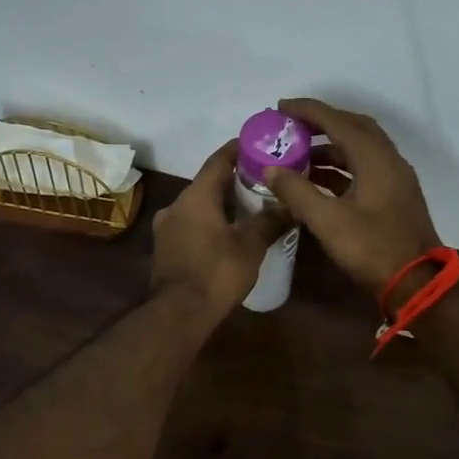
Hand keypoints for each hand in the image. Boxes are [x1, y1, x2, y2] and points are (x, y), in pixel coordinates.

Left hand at [150, 141, 286, 319]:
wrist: (178, 313)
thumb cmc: (216, 272)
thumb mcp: (251, 245)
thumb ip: (270, 221)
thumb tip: (292, 205)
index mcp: (196, 196)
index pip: (218, 160)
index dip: (238, 150)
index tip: (258, 145)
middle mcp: (176, 205)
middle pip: (208, 183)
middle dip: (234, 180)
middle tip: (262, 180)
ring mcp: (167, 228)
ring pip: (198, 205)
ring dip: (221, 204)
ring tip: (250, 207)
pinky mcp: (166, 248)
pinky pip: (191, 224)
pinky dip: (210, 222)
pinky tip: (228, 233)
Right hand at [261, 98, 442, 304]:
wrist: (417, 283)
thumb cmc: (372, 249)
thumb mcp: (328, 221)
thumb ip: (297, 192)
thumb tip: (271, 169)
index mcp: (375, 158)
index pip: (338, 121)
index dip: (308, 111)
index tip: (281, 107)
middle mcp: (389, 160)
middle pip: (353, 127)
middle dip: (321, 122)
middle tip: (291, 125)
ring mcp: (395, 177)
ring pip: (360, 148)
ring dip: (331, 146)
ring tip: (299, 153)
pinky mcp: (395, 194)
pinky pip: (365, 166)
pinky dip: (341, 166)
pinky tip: (318, 179)